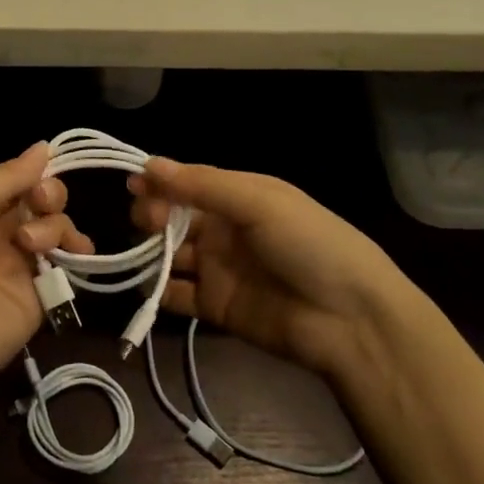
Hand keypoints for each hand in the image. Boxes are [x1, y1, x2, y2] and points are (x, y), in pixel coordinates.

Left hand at [0, 144, 93, 402]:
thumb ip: (1, 178)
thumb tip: (44, 147)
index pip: (13, 179)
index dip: (32, 171)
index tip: (44, 170)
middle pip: (40, 200)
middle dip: (48, 193)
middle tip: (39, 203)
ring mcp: (20, 265)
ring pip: (56, 227)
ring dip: (54, 224)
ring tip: (32, 244)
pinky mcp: (40, 296)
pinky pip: (68, 266)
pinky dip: (78, 253)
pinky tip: (75, 253)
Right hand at [128, 158, 412, 378]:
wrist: (350, 320)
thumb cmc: (308, 244)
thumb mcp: (259, 201)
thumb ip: (201, 185)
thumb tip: (148, 164)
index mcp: (240, 196)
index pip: (189, 183)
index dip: (160, 182)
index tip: (132, 184)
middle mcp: (225, 229)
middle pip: (174, 217)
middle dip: (153, 214)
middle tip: (146, 221)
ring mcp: (219, 269)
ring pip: (170, 254)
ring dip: (151, 250)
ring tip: (144, 251)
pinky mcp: (215, 307)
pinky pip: (177, 295)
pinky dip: (158, 291)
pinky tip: (149, 285)